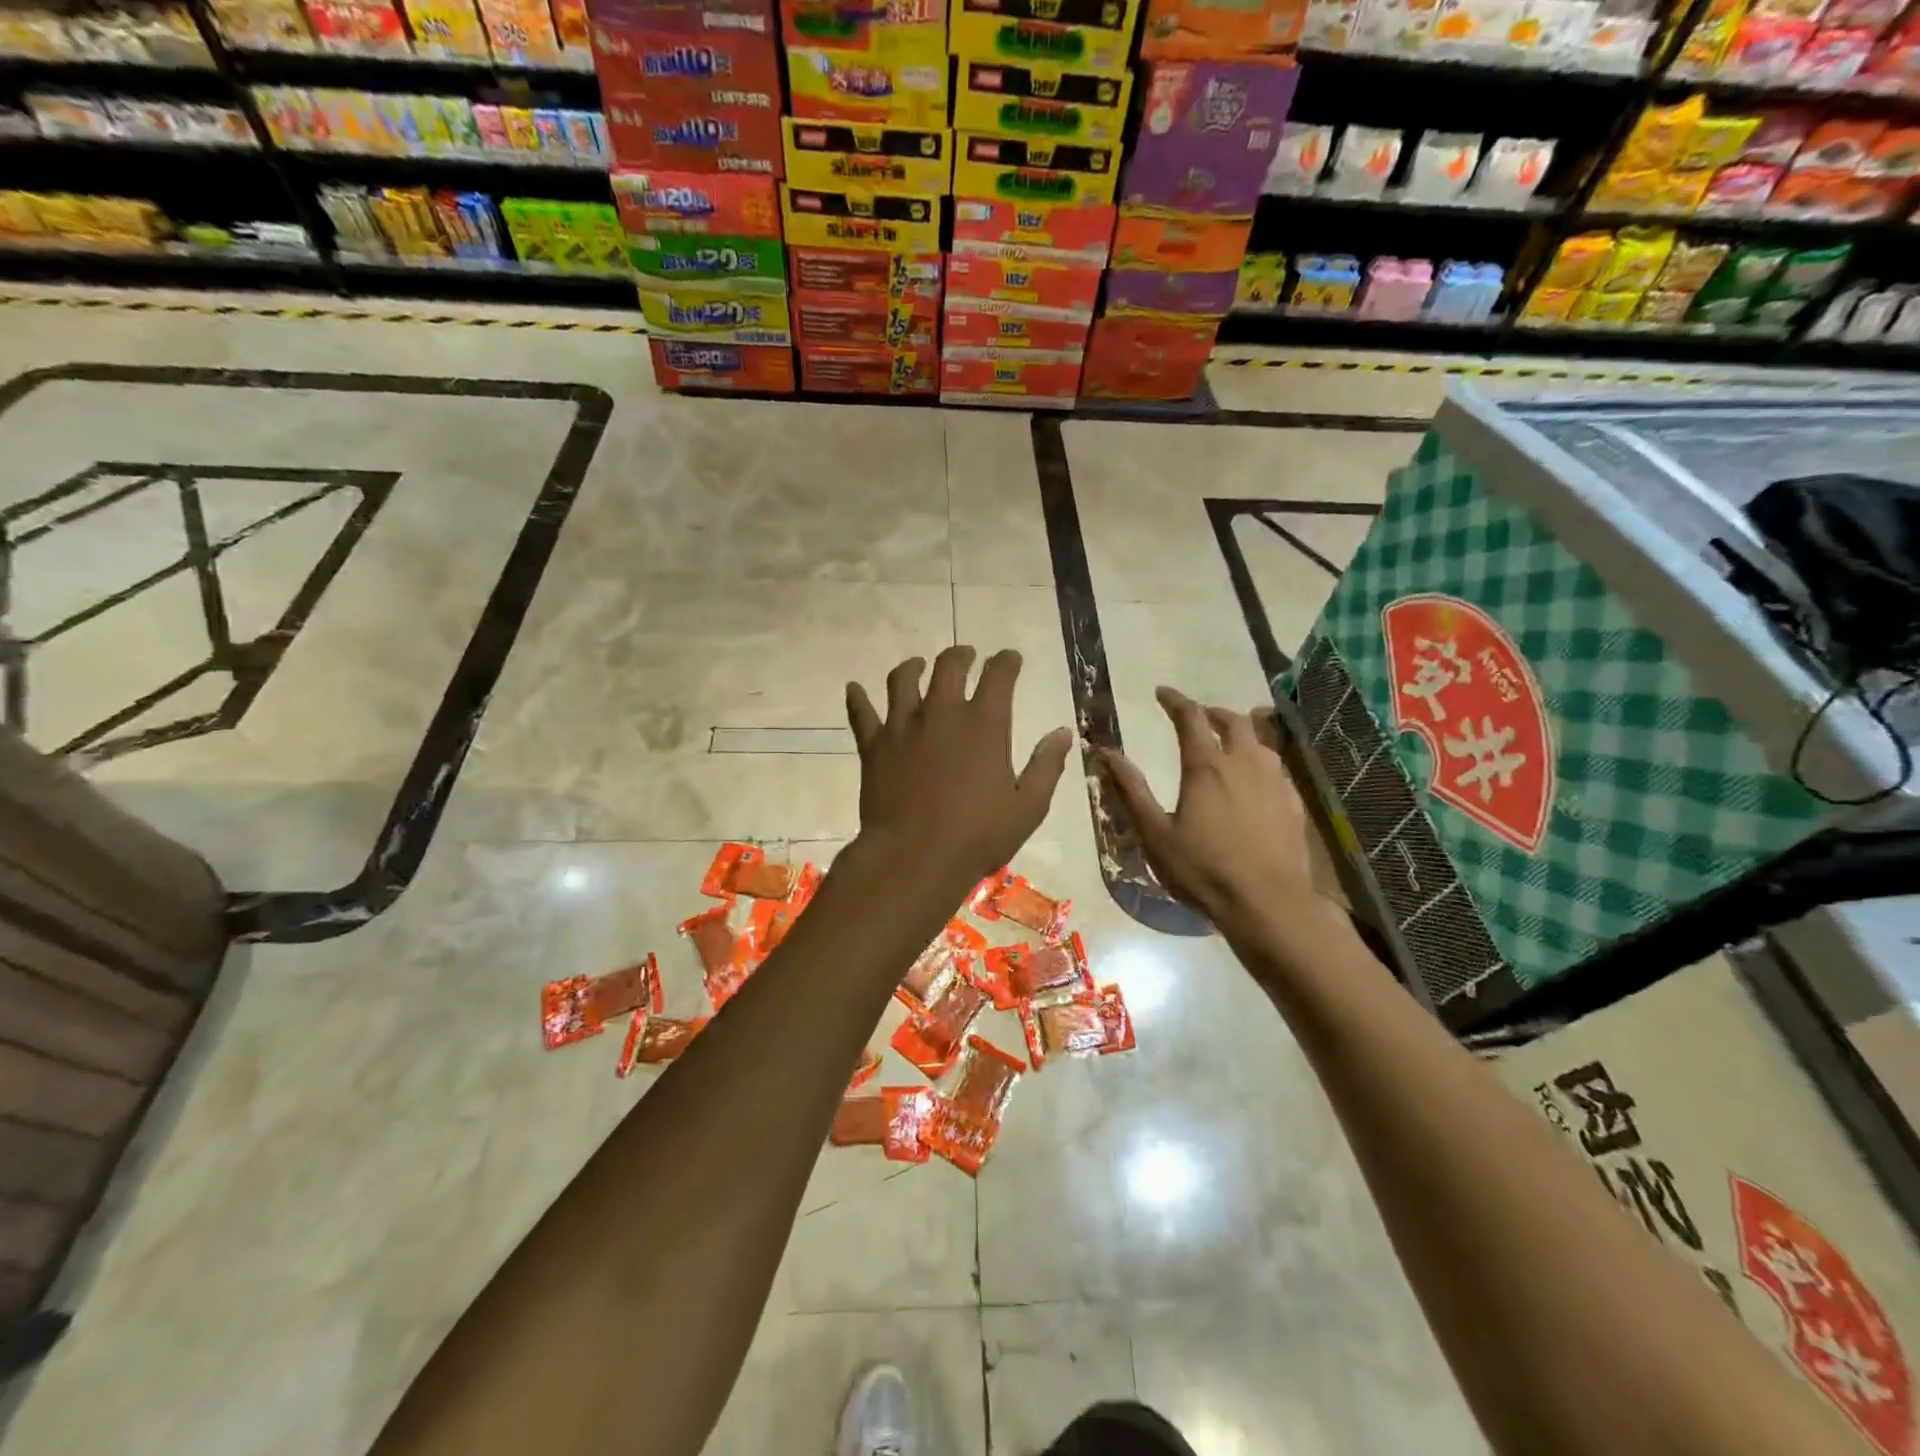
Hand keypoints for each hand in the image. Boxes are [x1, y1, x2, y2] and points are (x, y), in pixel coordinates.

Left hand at [846, 647, 1072, 889]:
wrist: (914, 857)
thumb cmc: (978, 836)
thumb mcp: (1028, 807)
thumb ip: (1046, 766)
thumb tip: (1062, 733)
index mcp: (984, 723)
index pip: (999, 675)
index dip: (1007, 661)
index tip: (1010, 658)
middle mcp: (942, 713)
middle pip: (948, 666)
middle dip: (961, 655)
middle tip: (966, 655)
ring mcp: (903, 726)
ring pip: (902, 679)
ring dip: (912, 667)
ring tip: (916, 665)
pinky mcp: (874, 746)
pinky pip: (861, 713)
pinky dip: (857, 699)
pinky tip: (853, 689)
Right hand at [1095, 688, 1326, 939]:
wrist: (1269, 904)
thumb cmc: (1203, 870)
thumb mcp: (1155, 833)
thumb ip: (1130, 789)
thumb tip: (1104, 752)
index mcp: (1206, 767)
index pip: (1190, 718)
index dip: (1175, 700)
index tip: (1162, 692)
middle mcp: (1244, 764)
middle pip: (1233, 721)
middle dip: (1212, 712)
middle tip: (1197, 717)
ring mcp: (1275, 782)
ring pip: (1260, 740)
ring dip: (1241, 731)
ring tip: (1228, 741)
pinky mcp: (1293, 803)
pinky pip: (1277, 766)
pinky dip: (1261, 758)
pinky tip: (1256, 778)